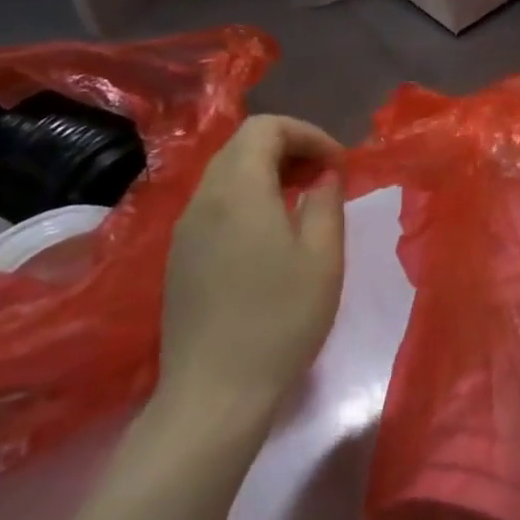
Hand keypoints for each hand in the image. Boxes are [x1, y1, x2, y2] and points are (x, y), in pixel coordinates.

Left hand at [157, 115, 344, 431]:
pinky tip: (273, 232)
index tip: (338, 165)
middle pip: (243, 144)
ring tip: (305, 201)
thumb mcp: (323, 256)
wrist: (215, 392)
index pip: (266, 127)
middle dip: (290, 148)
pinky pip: (216, 203)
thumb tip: (325, 174)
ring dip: (269, 171)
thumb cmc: (281, 319)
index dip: (308, 134)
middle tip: (326, 177)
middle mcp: (203, 199)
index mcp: (238, 191)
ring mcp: (185, 229)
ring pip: (227, 172)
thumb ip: (326, 201)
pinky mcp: (180, 256)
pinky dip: (249, 196)